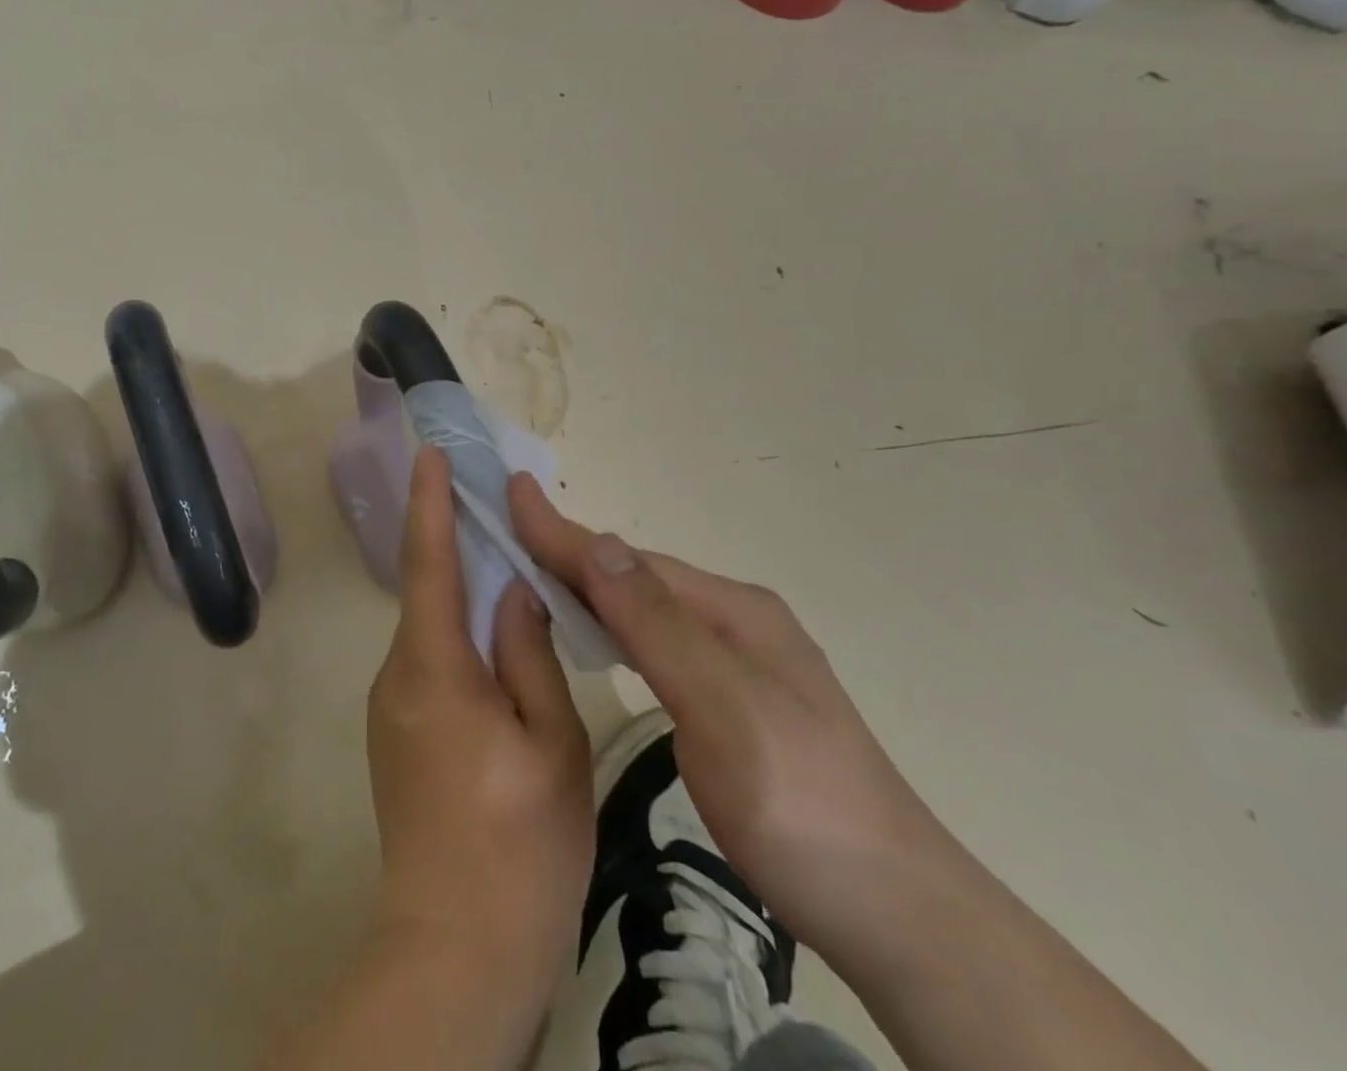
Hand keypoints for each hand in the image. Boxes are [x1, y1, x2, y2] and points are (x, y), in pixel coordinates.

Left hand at [367, 448, 593, 1026]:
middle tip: (498, 508)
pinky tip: (499, 646)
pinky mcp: (399, 734)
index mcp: (434, 668)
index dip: (430, 503)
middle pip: (429, 591)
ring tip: (512, 572)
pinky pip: (431, 662)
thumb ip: (529, 654)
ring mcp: (392, 707)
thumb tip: (515, 591)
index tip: (430, 453)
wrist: (455, 949)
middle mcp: (398, 676)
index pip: (428, 562)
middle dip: (456, 543)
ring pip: (433, 629)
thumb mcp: (550, 743)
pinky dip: (461, 637)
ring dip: (464, 595)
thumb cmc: (519, 845)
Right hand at [509, 473, 960, 975]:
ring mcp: (740, 662)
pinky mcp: (735, 702)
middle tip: (508, 534)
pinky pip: (657, 643)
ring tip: (536, 573)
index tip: (511, 491)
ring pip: (646, 609)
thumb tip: (595, 541)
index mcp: (733, 611)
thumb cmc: (800, 803)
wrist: (897, 914)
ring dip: (590, 587)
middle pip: (636, 577)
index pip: (628, 561)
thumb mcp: (724, 707)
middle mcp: (736, 621)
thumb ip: (657, 624)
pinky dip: (615, 626)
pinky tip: (598, 635)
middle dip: (570, 552)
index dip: (563, 531)